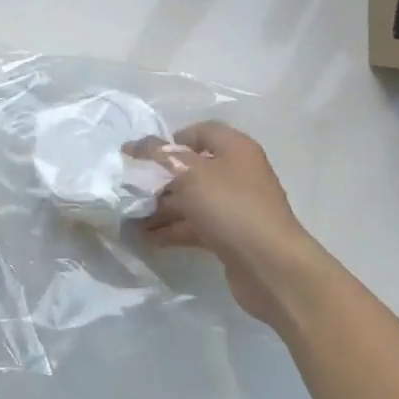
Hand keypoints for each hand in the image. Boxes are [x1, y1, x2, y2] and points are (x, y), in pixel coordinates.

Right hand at [131, 122, 321, 329]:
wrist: (270, 265)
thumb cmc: (230, 207)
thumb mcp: (190, 173)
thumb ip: (160, 155)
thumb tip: (135, 145)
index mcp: (234, 148)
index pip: (199, 132)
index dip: (169, 140)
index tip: (141, 156)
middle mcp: (237, 173)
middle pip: (191, 168)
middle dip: (159, 179)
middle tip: (129, 190)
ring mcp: (235, 206)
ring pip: (191, 200)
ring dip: (161, 208)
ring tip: (129, 219)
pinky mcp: (230, 235)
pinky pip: (195, 226)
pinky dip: (172, 230)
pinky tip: (146, 239)